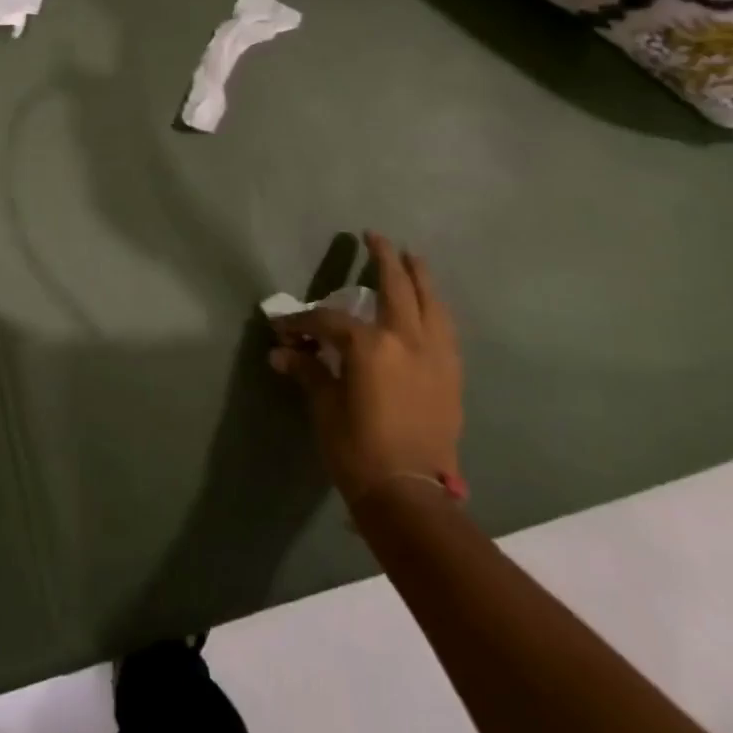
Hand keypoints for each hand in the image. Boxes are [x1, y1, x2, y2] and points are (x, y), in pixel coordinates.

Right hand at [268, 232, 464, 505]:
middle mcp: (407, 339)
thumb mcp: (325, 408)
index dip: (304, 321)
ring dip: (420, 276)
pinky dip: (436, 309)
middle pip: (396, 287)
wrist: (411, 495)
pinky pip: (446, 328)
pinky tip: (430, 307)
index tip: (286, 328)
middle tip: (375, 237)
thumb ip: (308, 372)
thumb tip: (280, 352)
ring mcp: (435, 355)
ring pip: (431, 302)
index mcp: (370, 346)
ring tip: (413, 258)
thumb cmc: (358, 450)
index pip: (330, 321)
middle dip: (383, 258)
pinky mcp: (451, 375)